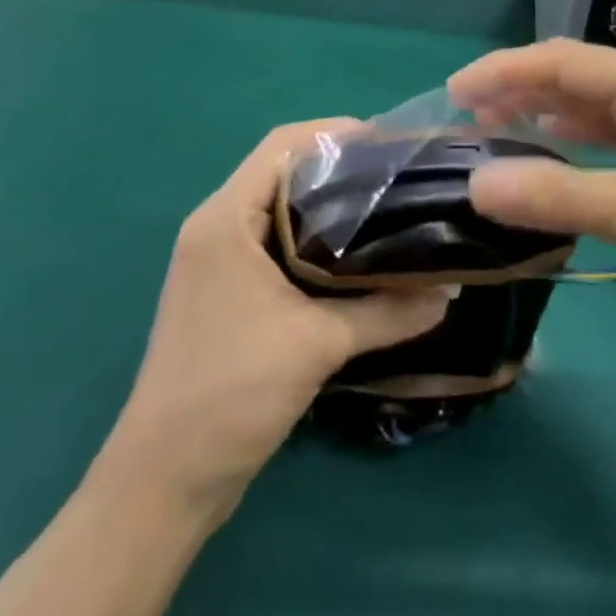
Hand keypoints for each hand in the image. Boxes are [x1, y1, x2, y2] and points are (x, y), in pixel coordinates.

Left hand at [103, 121, 449, 521]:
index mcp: (226, 219)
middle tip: (400, 176)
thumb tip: (452, 290)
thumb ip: (388, 312)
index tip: (389, 143)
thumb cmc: (231, 394)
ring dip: (330, 205)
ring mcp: (220, 262)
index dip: (335, 132)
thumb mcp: (318, 345)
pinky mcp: (229, 292)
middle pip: (285, 171)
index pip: (282, 145)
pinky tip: (360, 257)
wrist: (163, 484)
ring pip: (283, 209)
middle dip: (341, 166)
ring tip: (390, 208)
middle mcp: (218, 228)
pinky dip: (317, 239)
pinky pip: (278, 243)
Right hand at [448, 41, 615, 325]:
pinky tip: (551, 154)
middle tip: (462, 118)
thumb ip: (560, 197)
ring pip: (592, 107)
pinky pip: (613, 135)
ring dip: (543, 117)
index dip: (502, 72)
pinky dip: (575, 143)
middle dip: (518, 92)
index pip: (560, 62)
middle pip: (574, 77)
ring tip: (492, 133)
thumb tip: (475, 186)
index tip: (451, 92)